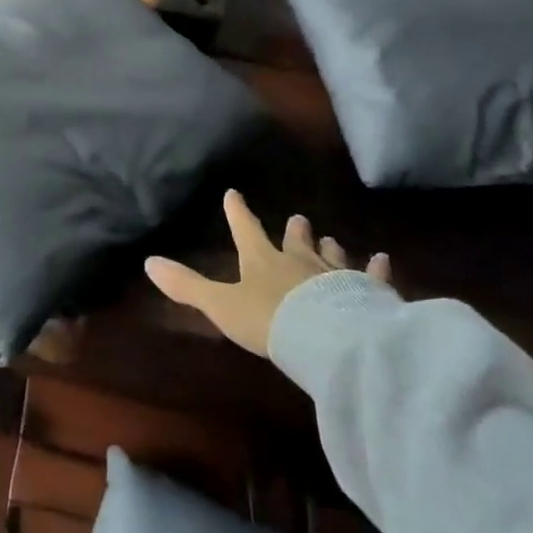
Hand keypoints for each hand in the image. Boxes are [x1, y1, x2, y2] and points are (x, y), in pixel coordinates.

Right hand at [145, 192, 390, 356]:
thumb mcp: (220, 305)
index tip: (234, 193)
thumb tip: (149, 262)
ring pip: (330, 255)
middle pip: (295, 240)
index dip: (238, 213)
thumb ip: (187, 286)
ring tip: (331, 238)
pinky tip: (383, 259)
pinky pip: (372, 277)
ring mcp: (335, 275)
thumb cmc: (268, 320)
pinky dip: (377, 268)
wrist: (326, 338)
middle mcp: (299, 261)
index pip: (246, 230)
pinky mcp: (366, 292)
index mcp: (262, 261)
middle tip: (299, 217)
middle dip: (294, 229)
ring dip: (328, 246)